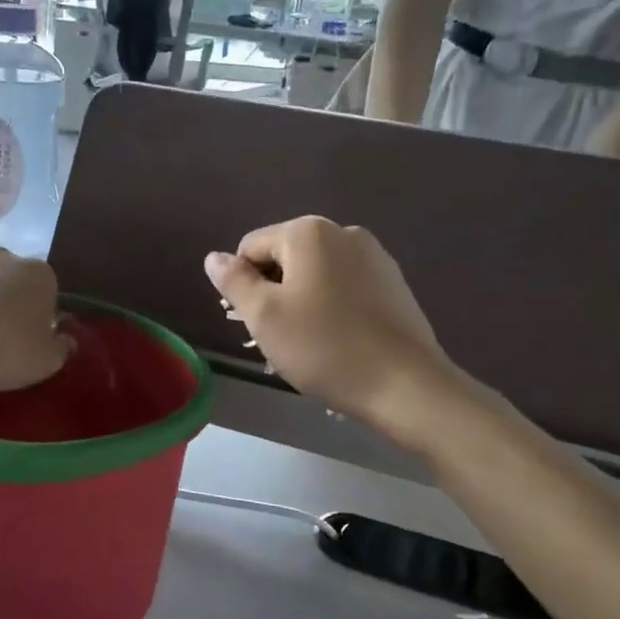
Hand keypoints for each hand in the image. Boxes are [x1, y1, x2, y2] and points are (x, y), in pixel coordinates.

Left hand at [0, 250, 70, 390]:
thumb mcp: (45, 361)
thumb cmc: (4, 349)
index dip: (39, 315)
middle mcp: (5, 256)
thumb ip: (62, 347)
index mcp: (40, 274)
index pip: (47, 291)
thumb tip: (67, 339)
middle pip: (10, 279)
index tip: (28, 338)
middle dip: (5, 300)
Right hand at [204, 217, 456, 429]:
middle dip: (274, 294)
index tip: (254, 323)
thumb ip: (233, 281)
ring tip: (308, 345)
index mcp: (307, 232)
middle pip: (285, 258)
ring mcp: (374, 256)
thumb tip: (213, 257)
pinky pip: (346, 288)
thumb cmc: (324, 347)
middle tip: (278, 338)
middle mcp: (343, 232)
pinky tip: (338, 342)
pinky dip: (332, 308)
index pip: (251, 248)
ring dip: (301, 303)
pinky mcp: (394, 283)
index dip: (243, 285)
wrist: (406, 385)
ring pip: (316, 275)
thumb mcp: (264, 316)